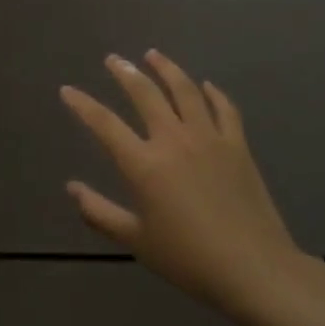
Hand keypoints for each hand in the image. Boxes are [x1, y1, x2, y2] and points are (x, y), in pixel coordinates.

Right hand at [62, 51, 309, 325]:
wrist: (256, 270)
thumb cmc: (190, 259)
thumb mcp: (136, 241)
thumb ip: (99, 213)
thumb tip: (72, 188)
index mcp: (144, 164)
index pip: (104, 123)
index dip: (82, 104)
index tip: (68, 90)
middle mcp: (173, 140)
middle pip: (144, 93)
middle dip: (125, 72)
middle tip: (113, 59)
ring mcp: (208, 139)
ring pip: (184, 90)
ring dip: (166, 69)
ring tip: (153, 55)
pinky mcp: (237, 146)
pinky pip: (224, 109)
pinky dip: (212, 93)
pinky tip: (205, 85)